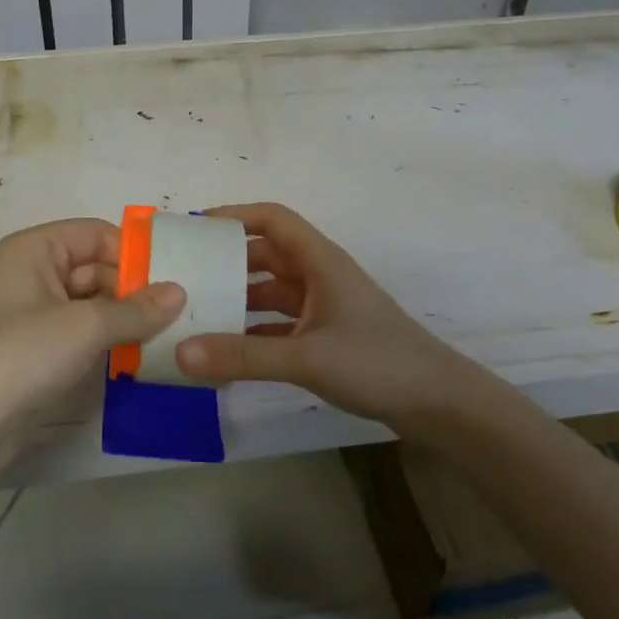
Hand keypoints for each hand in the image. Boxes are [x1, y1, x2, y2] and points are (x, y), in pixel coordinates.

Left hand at [0, 218, 183, 459]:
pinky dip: (109, 341)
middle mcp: (33, 273)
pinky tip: (140, 357)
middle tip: (180, 315)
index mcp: (35, 249)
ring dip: (126, 319)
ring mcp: (35, 314)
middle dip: (134, 290)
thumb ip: (137, 309)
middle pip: (96, 268)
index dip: (132, 253)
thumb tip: (179, 292)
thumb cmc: (22, 355)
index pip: (96, 234)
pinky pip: (83, 333)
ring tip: (169, 336)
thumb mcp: (86, 327)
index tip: (173, 280)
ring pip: (93, 304)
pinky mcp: (39, 351)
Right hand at [174, 203, 466, 430]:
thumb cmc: (377, 363)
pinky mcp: (326, 335)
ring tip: (196, 312)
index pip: (272, 219)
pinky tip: (226, 351)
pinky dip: (253, 331)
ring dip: (238, 298)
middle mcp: (319, 276)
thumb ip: (242, 356)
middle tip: (183, 275)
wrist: (438, 403)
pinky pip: (279, 323)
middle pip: (265, 255)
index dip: (233, 215)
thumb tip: (179, 352)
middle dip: (226, 261)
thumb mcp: (306, 358)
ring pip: (270, 291)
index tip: (193, 229)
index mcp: (319, 261)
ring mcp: (324, 306)